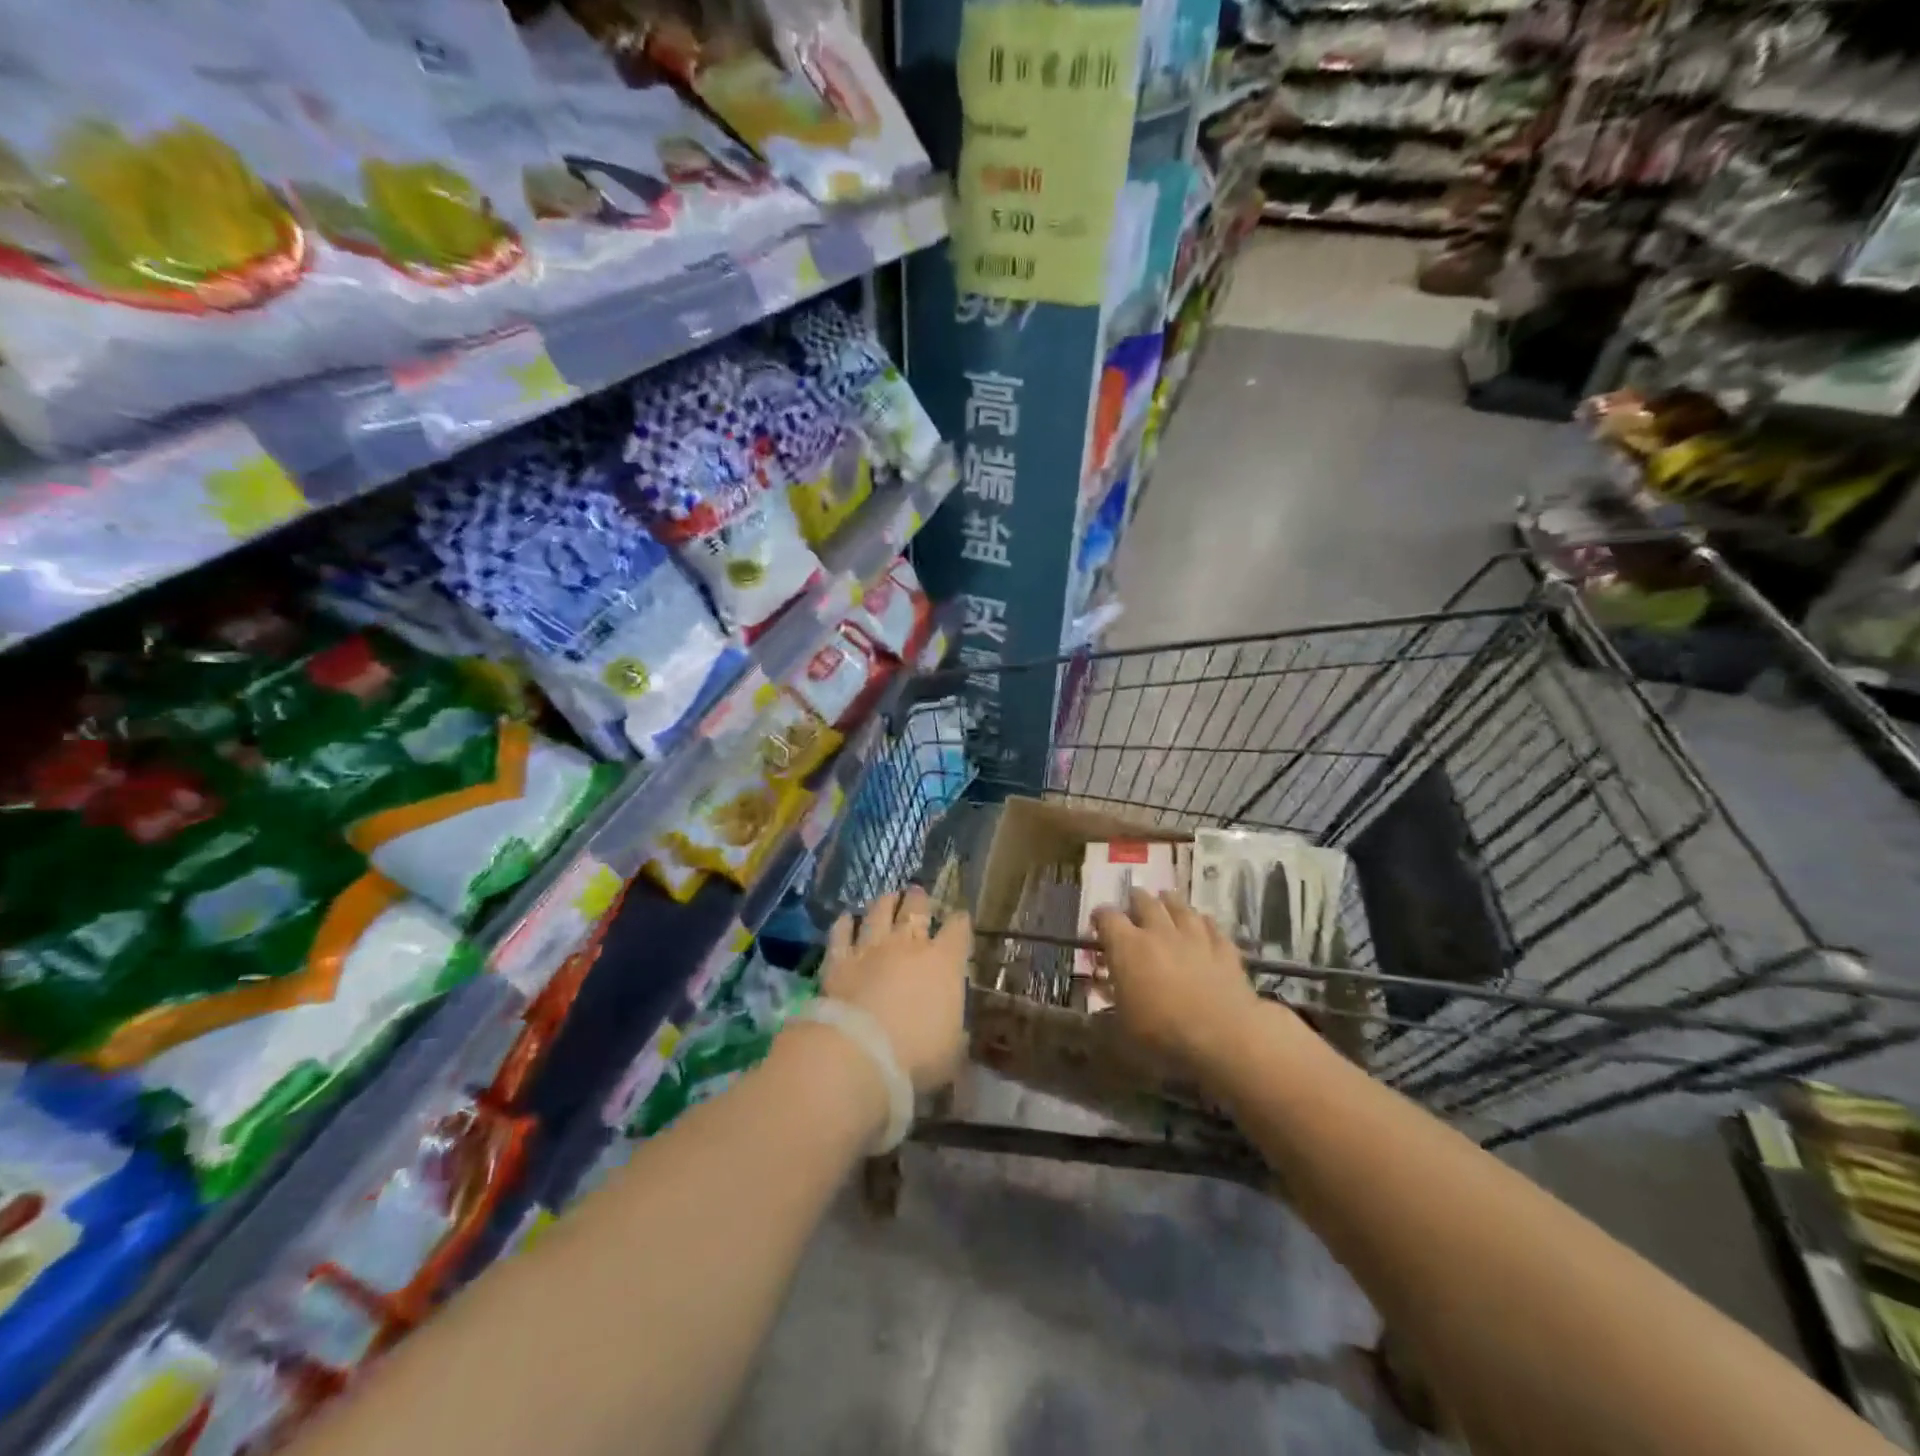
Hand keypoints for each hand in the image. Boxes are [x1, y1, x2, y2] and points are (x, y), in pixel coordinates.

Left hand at [821, 887, 969, 1093]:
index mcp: (944, 963)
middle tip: (917, 892)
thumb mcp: (952, 1051)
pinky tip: (846, 918)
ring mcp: (871, 949)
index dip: (960, 922)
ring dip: (884, 902)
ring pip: (878, 914)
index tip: (960, 919)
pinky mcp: (839, 960)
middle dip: (918, 899)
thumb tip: (958, 1031)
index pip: (958, 930)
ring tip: (888, 895)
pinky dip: (845, 924)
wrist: (860, 1053)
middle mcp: (908, 946)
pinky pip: (841, 934)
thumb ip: (955, 1033)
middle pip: (916, 910)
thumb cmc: (918, 1056)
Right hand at [1092, 888, 1268, 1080]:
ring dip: (1170, 902)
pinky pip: (1212, 925)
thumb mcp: (1122, 1026)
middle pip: (1144, 901)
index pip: (1107, 917)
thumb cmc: (1162, 1033)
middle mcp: (1159, 931)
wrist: (1223, 1036)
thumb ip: (1110, 1001)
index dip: (1100, 917)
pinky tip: (1203, 925)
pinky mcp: (1224, 948)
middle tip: (1133, 906)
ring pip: (1180, 906)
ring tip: (1166, 901)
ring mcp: (1194, 936)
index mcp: (1127, 946)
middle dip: (1136, 901)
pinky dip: (1203, 923)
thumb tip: (1100, 991)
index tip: (1097, 924)